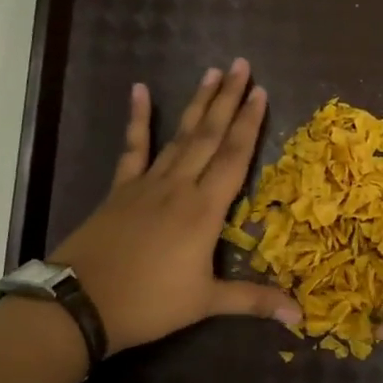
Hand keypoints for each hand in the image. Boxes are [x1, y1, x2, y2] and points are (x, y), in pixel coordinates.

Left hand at [50, 60, 301, 352]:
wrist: (82, 303)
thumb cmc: (149, 303)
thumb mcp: (206, 303)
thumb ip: (254, 300)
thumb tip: (300, 316)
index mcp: (204, 210)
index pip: (233, 158)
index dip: (250, 124)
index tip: (261, 92)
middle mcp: (179, 187)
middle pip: (209, 136)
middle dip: (228, 100)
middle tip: (242, 65)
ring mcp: (147, 184)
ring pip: (179, 135)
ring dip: (197, 104)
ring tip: (212, 72)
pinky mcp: (121, 189)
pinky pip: (133, 148)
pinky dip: (138, 119)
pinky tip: (140, 90)